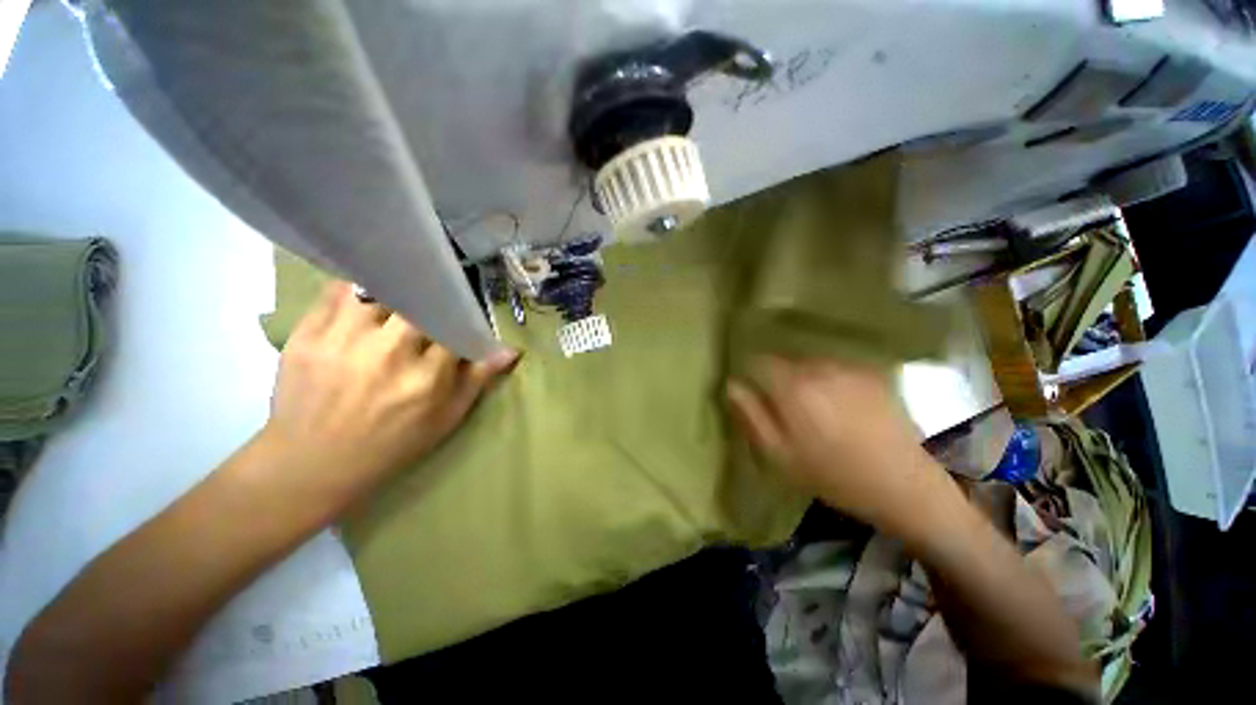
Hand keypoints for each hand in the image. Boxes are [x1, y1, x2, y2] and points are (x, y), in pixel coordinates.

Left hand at [261, 282, 517, 507]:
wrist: (312, 464)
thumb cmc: (391, 443)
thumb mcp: (446, 418)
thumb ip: (478, 379)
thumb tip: (510, 350)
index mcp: (425, 377)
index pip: (453, 326)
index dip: (459, 317)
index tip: (458, 317)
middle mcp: (386, 353)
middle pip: (417, 303)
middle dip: (427, 302)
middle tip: (427, 307)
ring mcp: (341, 341)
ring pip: (377, 290)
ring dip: (391, 292)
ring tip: (394, 302)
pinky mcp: (306, 335)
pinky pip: (335, 292)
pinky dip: (355, 290)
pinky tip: (363, 302)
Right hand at [726, 357, 938, 531]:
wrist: (903, 485)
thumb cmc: (832, 475)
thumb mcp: (778, 454)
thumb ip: (750, 414)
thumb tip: (732, 384)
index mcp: (793, 387)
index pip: (757, 361)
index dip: (751, 375)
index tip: (756, 395)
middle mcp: (819, 367)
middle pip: (784, 360)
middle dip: (778, 378)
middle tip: (786, 409)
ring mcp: (849, 367)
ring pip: (810, 362)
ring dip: (804, 378)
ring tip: (816, 409)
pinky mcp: (872, 373)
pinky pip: (835, 368)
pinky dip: (829, 380)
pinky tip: (842, 406)